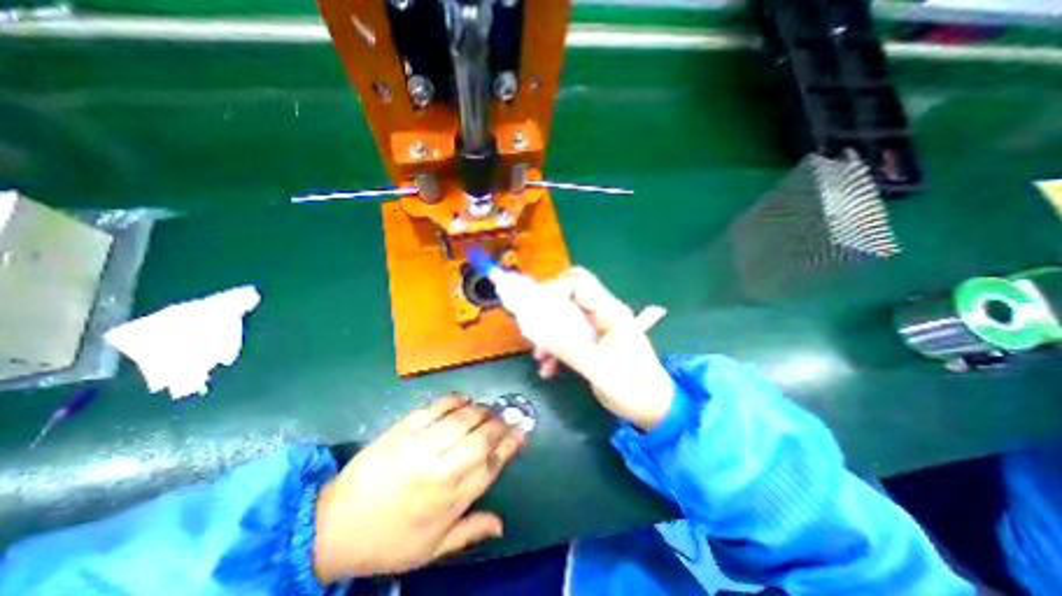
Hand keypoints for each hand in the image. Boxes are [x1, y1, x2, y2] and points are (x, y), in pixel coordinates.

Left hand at [313, 396, 522, 581]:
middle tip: (509, 414)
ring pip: (460, 421)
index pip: (490, 466)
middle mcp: (440, 472)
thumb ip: (469, 532)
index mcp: (449, 501)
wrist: (331, 528)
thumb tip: (502, 524)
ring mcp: (419, 448)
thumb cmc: (387, 541)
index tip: (522, 431)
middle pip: (480, 440)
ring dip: (480, 410)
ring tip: (489, 407)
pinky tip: (463, 398)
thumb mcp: (430, 550)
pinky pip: (432, 409)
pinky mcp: (401, 432)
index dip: (510, 446)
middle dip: (500, 424)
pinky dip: (452, 400)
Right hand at [536, 267, 675, 429]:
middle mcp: (603, 312)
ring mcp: (597, 325)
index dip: (554, 289)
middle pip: (571, 290)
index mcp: (611, 313)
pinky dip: (554, 345)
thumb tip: (541, 334)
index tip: (534, 309)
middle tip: (534, 322)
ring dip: (549, 329)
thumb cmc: (634, 388)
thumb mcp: (602, 371)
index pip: (579, 284)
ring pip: (565, 312)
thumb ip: (572, 350)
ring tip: (540, 356)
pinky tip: (548, 367)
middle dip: (548, 304)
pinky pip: (566, 332)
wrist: (653, 409)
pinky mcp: (591, 339)